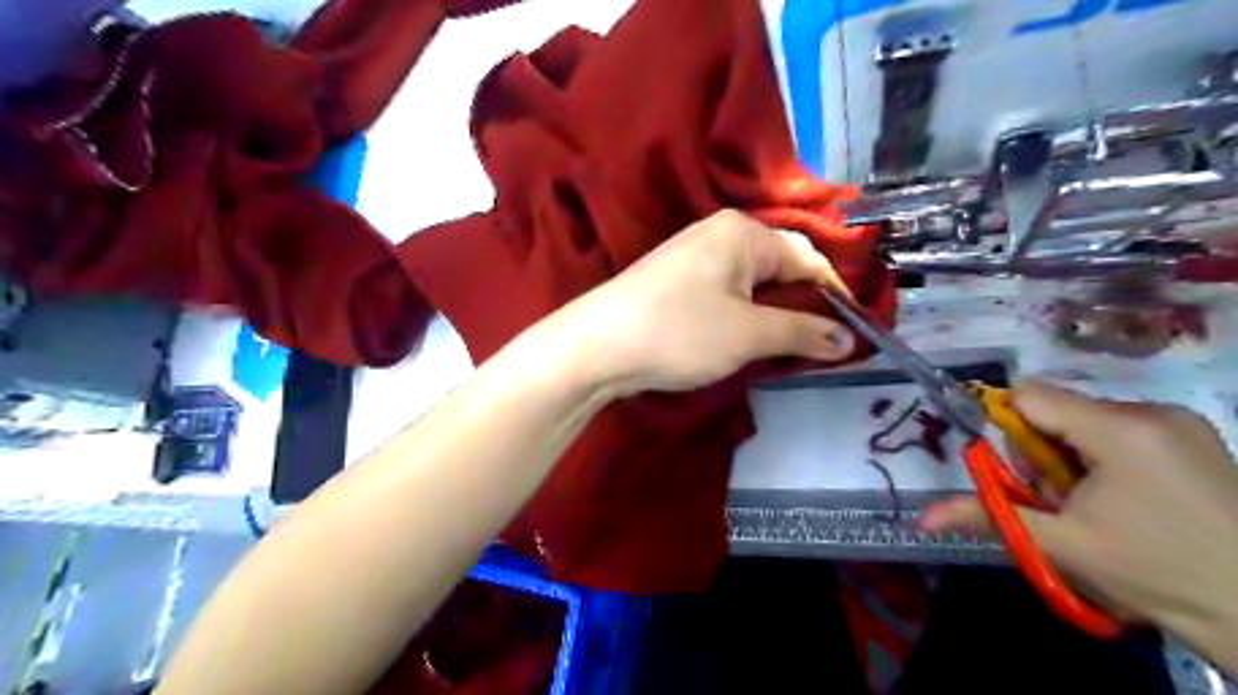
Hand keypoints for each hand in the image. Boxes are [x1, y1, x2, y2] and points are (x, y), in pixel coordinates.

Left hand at [545, 209, 858, 395]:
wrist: (597, 345)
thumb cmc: (680, 331)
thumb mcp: (749, 334)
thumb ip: (802, 332)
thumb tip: (848, 339)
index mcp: (743, 232)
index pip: (808, 257)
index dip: (834, 295)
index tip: (851, 333)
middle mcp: (719, 232)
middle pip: (780, 266)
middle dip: (802, 305)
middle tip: (818, 345)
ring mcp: (693, 255)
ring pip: (753, 283)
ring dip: (773, 314)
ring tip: (785, 348)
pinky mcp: (676, 280)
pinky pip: (727, 292)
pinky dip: (744, 315)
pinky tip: (745, 339)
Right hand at [923, 377, 1236, 669]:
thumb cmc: (1152, 573)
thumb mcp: (1060, 545)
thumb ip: (987, 515)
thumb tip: (921, 517)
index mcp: (1119, 430)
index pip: (1030, 396)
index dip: (1009, 428)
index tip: (1021, 473)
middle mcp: (1150, 410)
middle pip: (1057, 409)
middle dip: (1043, 450)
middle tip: (1064, 500)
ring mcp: (1178, 420)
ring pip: (1086, 419)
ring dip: (1072, 454)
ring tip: (1098, 504)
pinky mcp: (1193, 434)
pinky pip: (1119, 427)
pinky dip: (1103, 454)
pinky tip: (1127, 496)